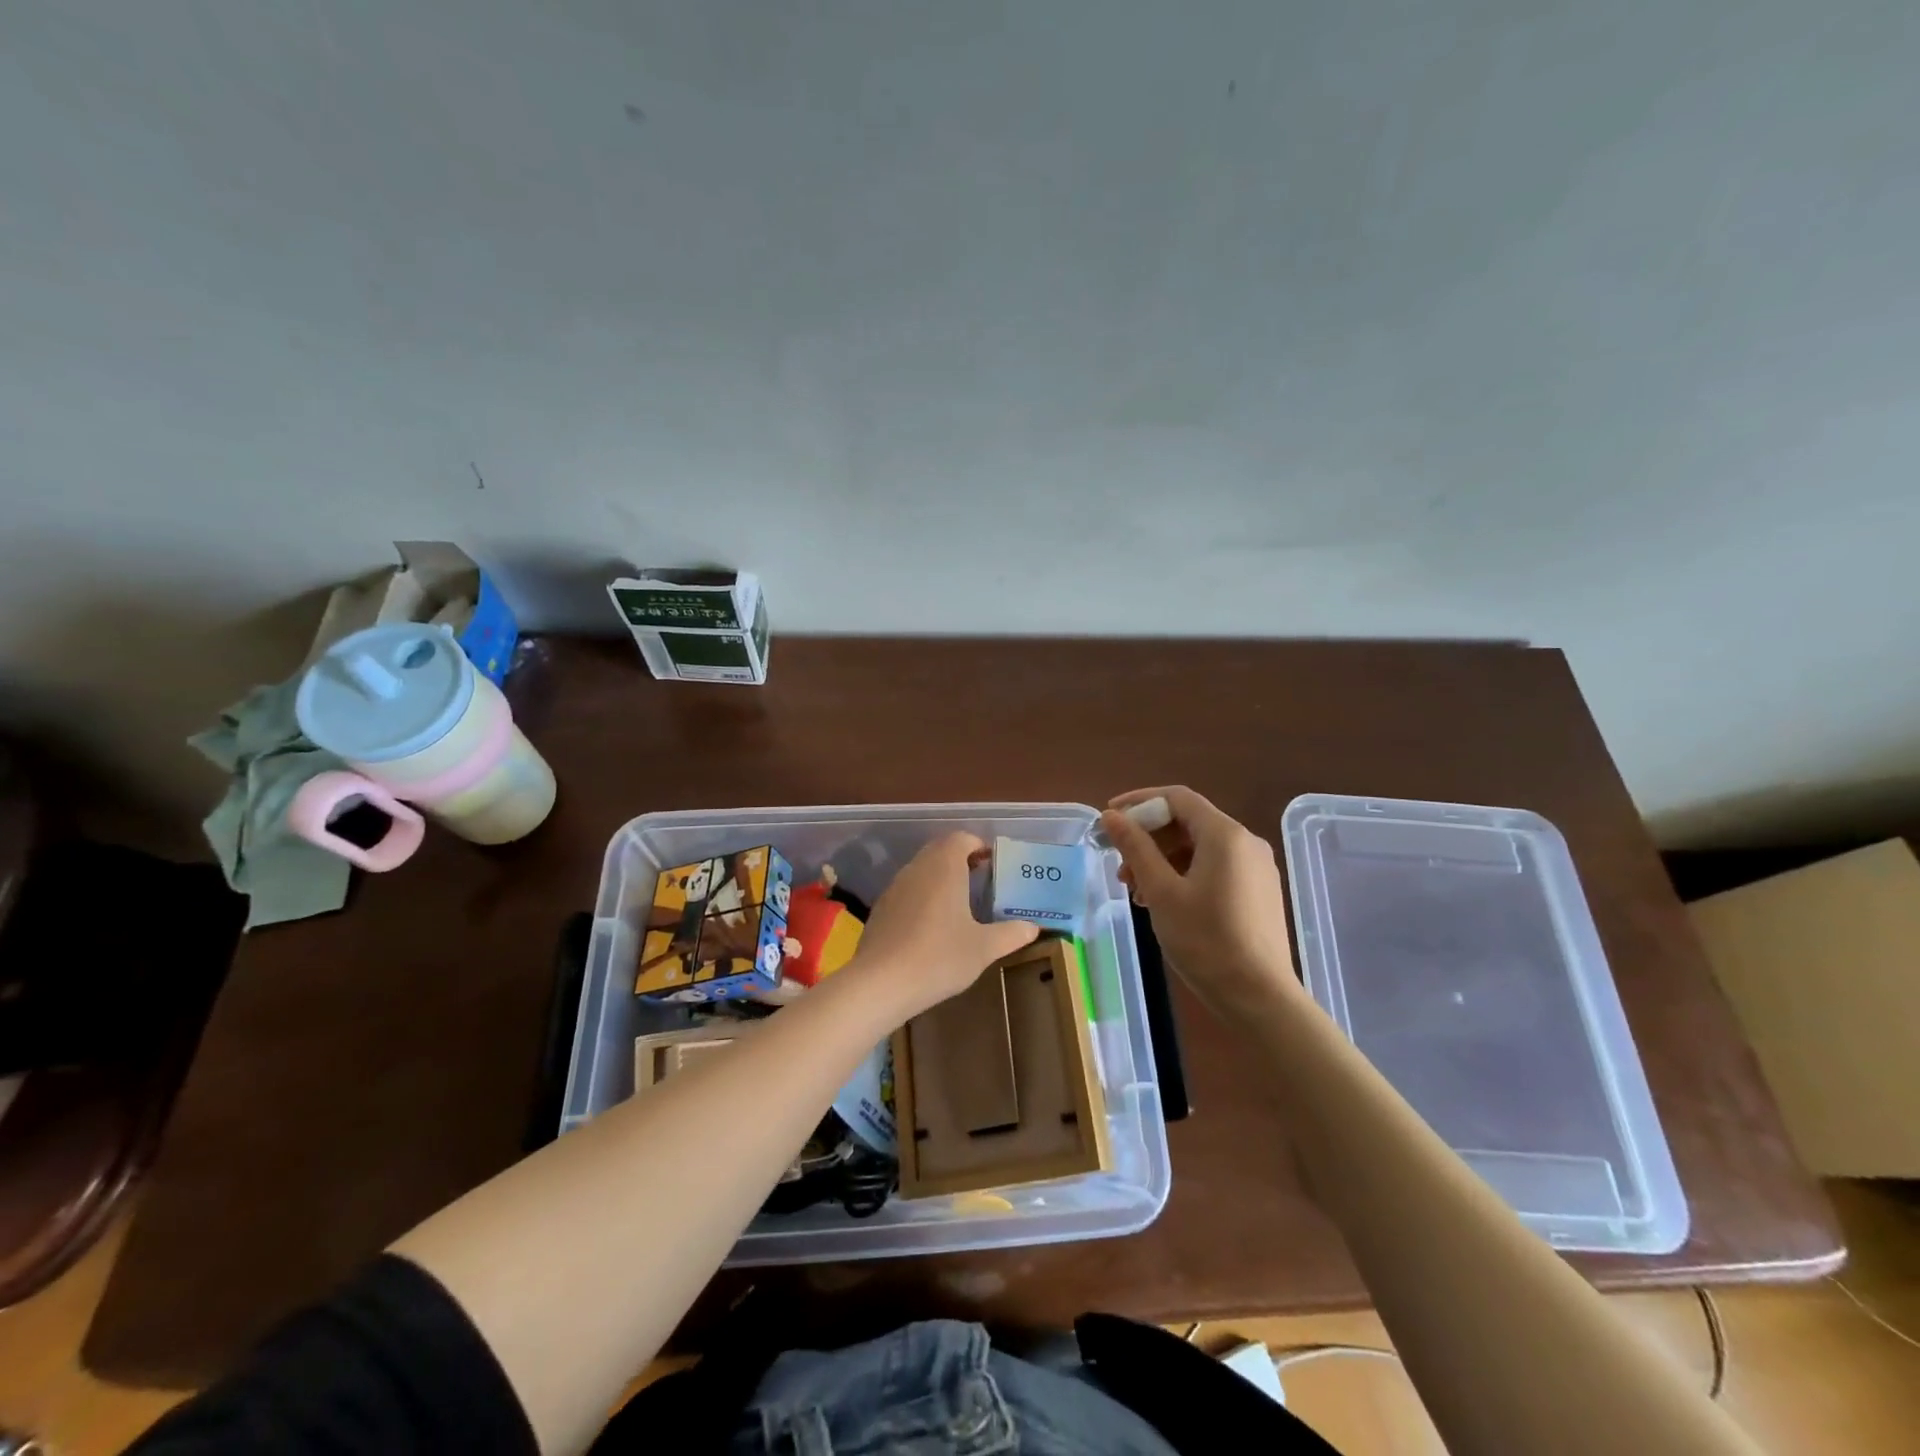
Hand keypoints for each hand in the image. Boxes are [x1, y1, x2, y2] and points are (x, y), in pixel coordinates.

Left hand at [847, 832, 1038, 1019]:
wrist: (880, 983)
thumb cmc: (939, 957)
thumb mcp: (984, 948)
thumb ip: (1011, 934)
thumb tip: (1033, 927)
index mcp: (944, 866)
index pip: (962, 838)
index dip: (979, 846)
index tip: (993, 864)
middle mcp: (918, 868)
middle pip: (940, 849)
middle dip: (961, 859)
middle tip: (981, 880)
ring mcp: (895, 886)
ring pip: (922, 869)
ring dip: (941, 877)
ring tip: (960, 903)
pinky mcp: (881, 908)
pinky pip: (908, 890)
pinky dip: (923, 896)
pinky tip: (932, 926)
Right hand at [1099, 786, 1300, 1013]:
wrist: (1259, 997)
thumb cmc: (1206, 940)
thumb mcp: (1161, 891)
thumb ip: (1135, 848)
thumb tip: (1111, 816)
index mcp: (1225, 835)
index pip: (1177, 798)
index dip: (1139, 802)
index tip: (1109, 819)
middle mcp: (1246, 842)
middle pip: (1188, 822)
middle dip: (1148, 837)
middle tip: (1119, 866)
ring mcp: (1255, 868)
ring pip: (1199, 847)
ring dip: (1162, 859)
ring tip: (1136, 892)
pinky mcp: (1257, 891)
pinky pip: (1214, 867)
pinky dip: (1183, 874)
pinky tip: (1164, 902)